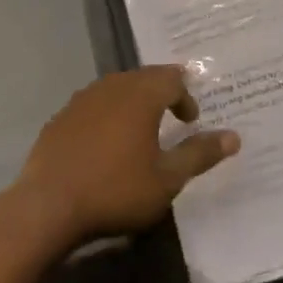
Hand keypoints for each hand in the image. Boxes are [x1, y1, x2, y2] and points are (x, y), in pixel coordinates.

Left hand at [15, 66, 239, 250]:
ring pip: (117, 89)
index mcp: (140, 94)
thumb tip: (233, 137)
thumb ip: (199, 154)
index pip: (172, 78)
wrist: (49, 204)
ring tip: (141, 129)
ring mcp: (82, 99)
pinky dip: (108, 115)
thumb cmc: (116, 190)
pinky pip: (93, 105)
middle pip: (143, 78)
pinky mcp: (61, 116)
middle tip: (172, 116)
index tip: (191, 121)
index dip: (186, 96)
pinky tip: (106, 143)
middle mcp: (112, 86)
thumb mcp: (167, 179)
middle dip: (161, 93)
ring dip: (134, 103)